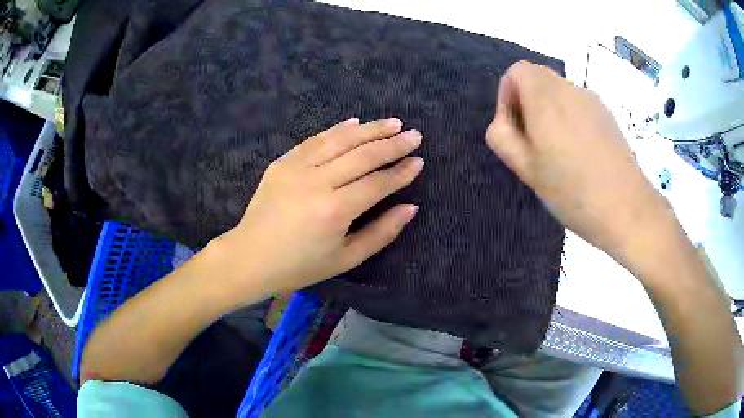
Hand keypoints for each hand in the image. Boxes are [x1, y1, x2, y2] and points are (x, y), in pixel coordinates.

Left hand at [221, 117, 422, 296]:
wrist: (250, 257)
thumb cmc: (300, 266)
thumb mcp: (345, 259)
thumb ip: (382, 233)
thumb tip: (411, 207)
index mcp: (334, 211)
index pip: (377, 183)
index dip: (401, 172)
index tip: (419, 161)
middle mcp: (317, 182)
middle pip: (362, 155)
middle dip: (392, 144)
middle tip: (415, 135)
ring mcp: (297, 168)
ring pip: (340, 140)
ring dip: (369, 129)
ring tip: (392, 122)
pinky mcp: (282, 162)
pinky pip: (315, 140)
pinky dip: (337, 129)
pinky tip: (355, 122)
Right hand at [485, 61, 672, 263]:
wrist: (627, 209)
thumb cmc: (572, 191)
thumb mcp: (526, 169)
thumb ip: (502, 136)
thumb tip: (505, 121)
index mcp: (545, 98)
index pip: (517, 71)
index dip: (508, 95)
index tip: (517, 129)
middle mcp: (569, 89)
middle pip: (538, 79)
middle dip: (528, 104)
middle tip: (536, 144)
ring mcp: (592, 101)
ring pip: (559, 93)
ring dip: (551, 113)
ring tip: (561, 154)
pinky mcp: (607, 115)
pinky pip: (579, 106)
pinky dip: (571, 119)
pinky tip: (582, 153)